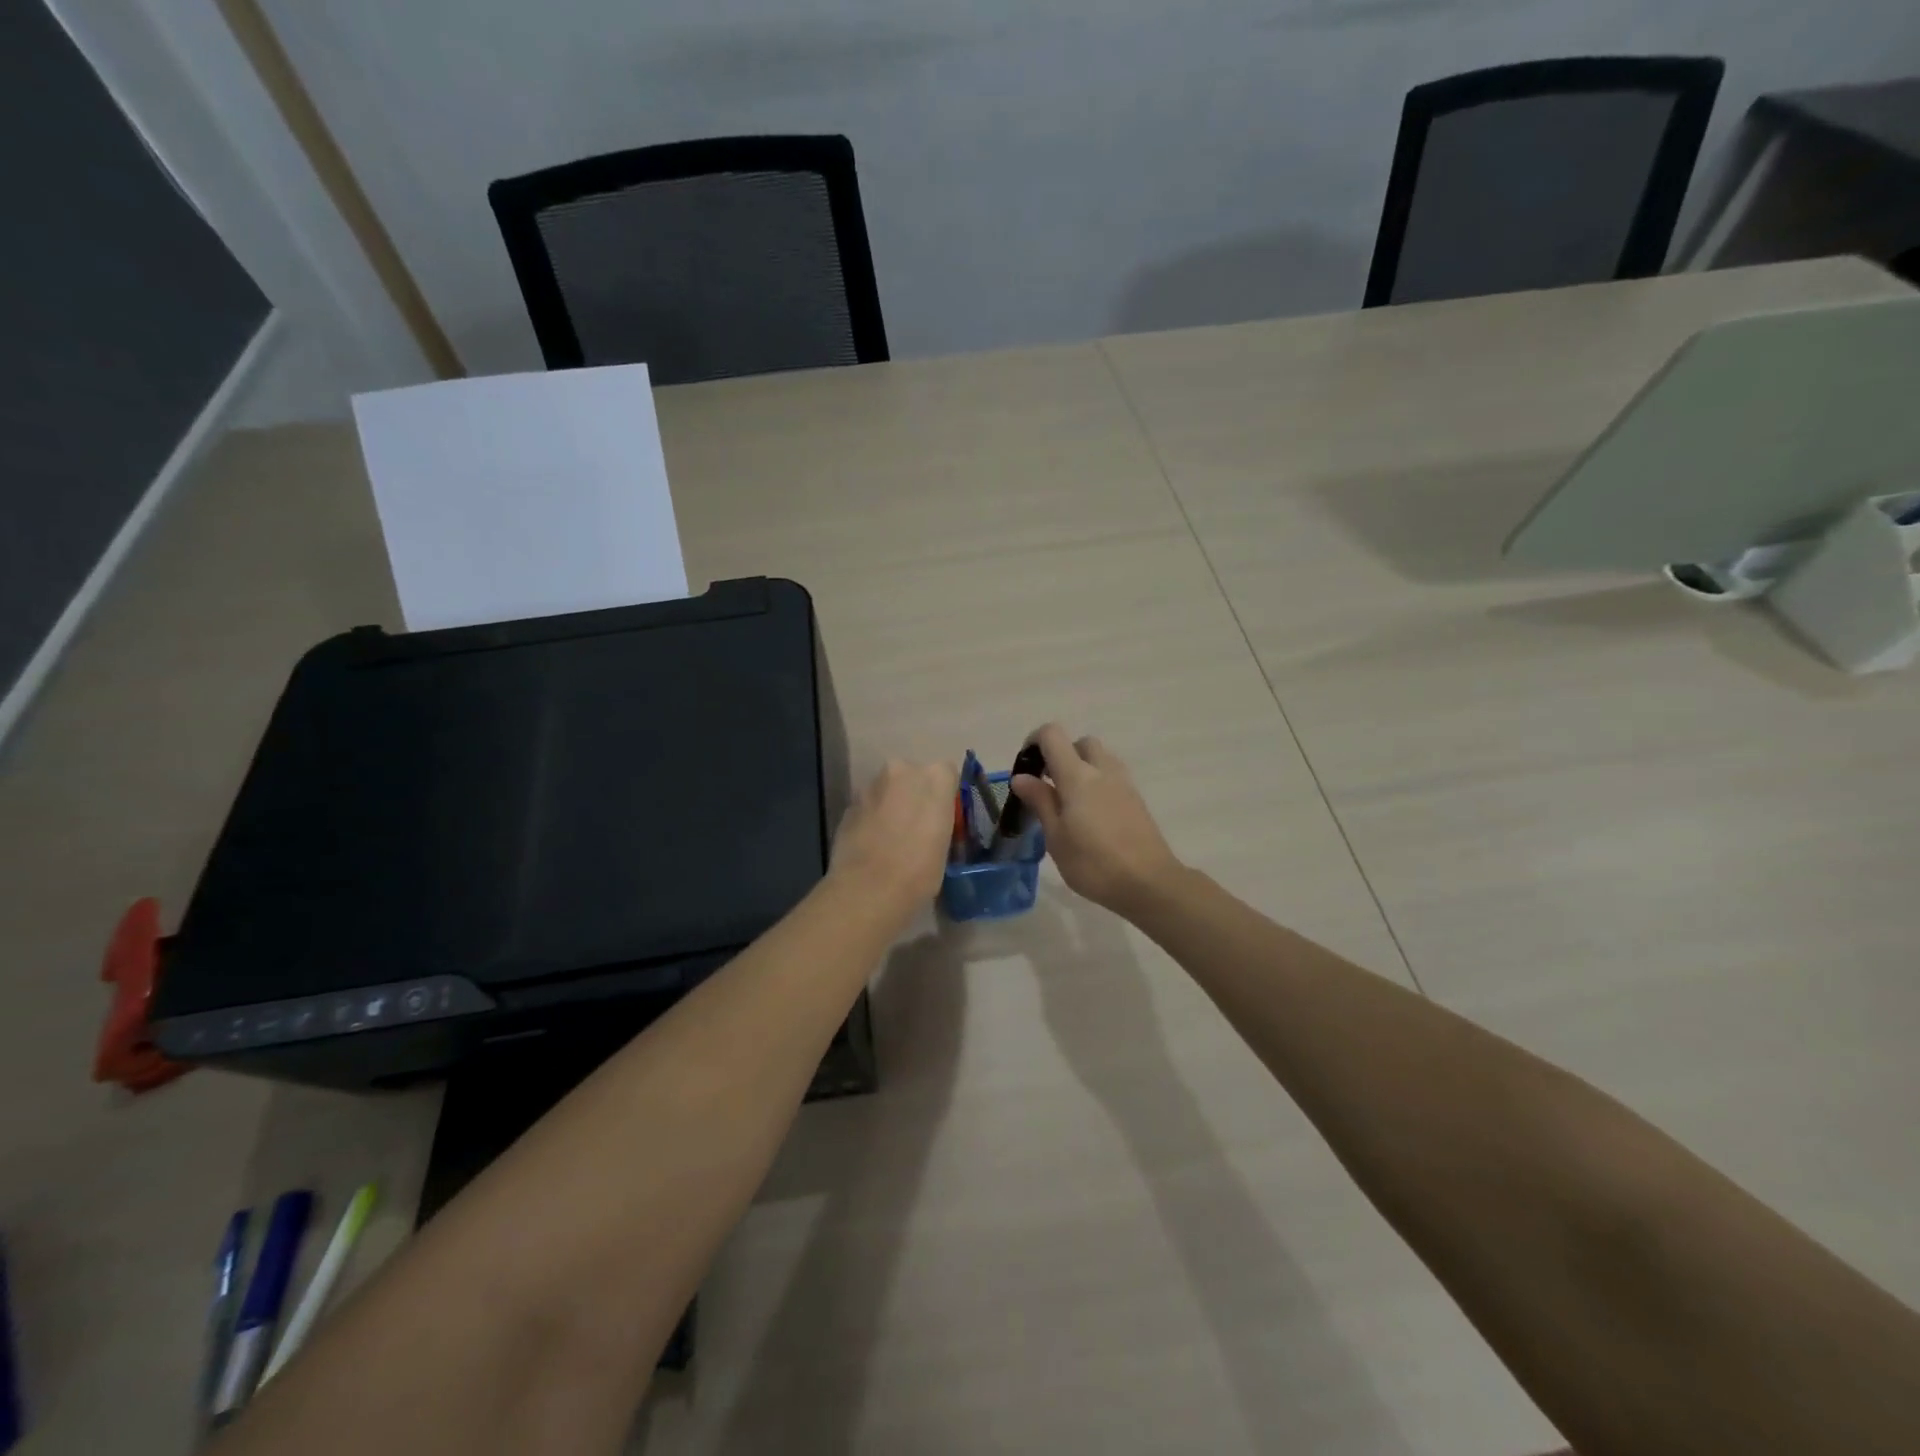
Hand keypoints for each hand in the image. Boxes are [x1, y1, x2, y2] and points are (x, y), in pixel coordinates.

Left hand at [830, 759, 959, 912]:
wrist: (868, 889)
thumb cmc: (919, 870)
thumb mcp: (945, 845)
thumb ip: (938, 821)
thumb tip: (930, 824)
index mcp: (935, 777)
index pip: (947, 774)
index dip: (944, 796)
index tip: (942, 817)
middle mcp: (902, 770)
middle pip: (913, 777)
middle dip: (915, 795)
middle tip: (917, 826)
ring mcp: (870, 785)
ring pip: (888, 790)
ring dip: (891, 805)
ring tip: (892, 839)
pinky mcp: (848, 804)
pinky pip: (868, 806)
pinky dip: (871, 818)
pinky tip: (872, 845)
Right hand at [1009, 724, 1181, 916]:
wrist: (1149, 883)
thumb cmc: (1094, 864)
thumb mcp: (1056, 837)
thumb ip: (1040, 801)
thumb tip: (1021, 777)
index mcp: (1077, 776)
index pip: (1053, 735)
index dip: (1034, 742)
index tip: (1026, 768)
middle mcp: (1102, 770)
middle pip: (1080, 743)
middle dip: (1061, 755)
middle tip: (1049, 786)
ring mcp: (1124, 783)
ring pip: (1100, 758)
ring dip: (1082, 768)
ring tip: (1069, 802)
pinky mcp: (1136, 798)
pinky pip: (1112, 776)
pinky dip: (1098, 782)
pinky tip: (1091, 815)